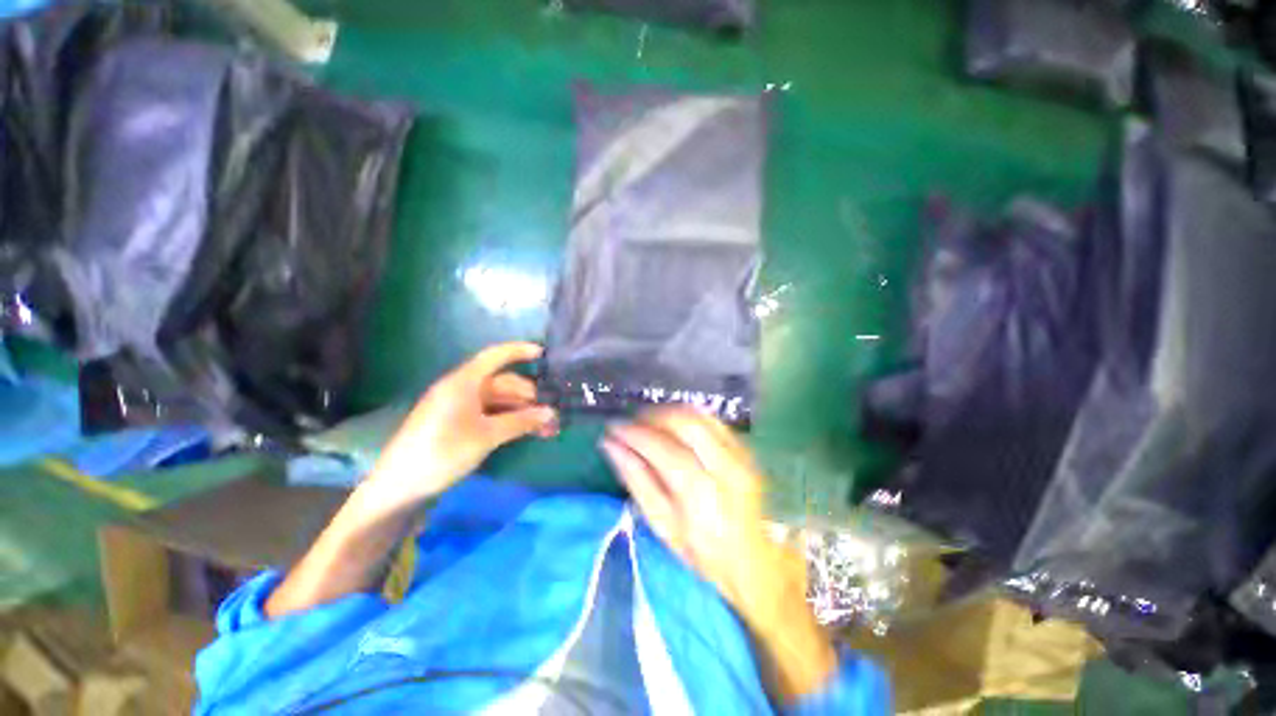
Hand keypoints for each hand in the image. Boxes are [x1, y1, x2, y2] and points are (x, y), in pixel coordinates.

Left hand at [368, 342, 556, 504]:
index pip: (495, 356)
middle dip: (530, 396)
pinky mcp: (458, 424)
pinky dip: (510, 420)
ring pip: (500, 401)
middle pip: (503, 383)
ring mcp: (460, 407)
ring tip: (546, 429)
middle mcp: (462, 389)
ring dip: (523, 412)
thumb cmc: (442, 452)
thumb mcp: (486, 436)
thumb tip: (552, 413)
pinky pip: (491, 414)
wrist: (399, 487)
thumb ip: (521, 421)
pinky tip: (525, 432)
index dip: (520, 351)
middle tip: (553, 414)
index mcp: (464, 382)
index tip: (545, 354)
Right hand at [602, 408, 839, 703]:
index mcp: (703, 495)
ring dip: (669, 413)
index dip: (636, 434)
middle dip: (653, 417)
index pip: (664, 449)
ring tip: (648, 422)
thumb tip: (611, 446)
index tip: (614, 429)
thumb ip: (637, 480)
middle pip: (685, 424)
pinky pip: (712, 420)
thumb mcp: (661, 524)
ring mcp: (740, 456)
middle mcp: (725, 468)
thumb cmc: (700, 552)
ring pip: (700, 416)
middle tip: (631, 423)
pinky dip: (687, 416)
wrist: (752, 560)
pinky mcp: (744, 450)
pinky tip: (673, 426)